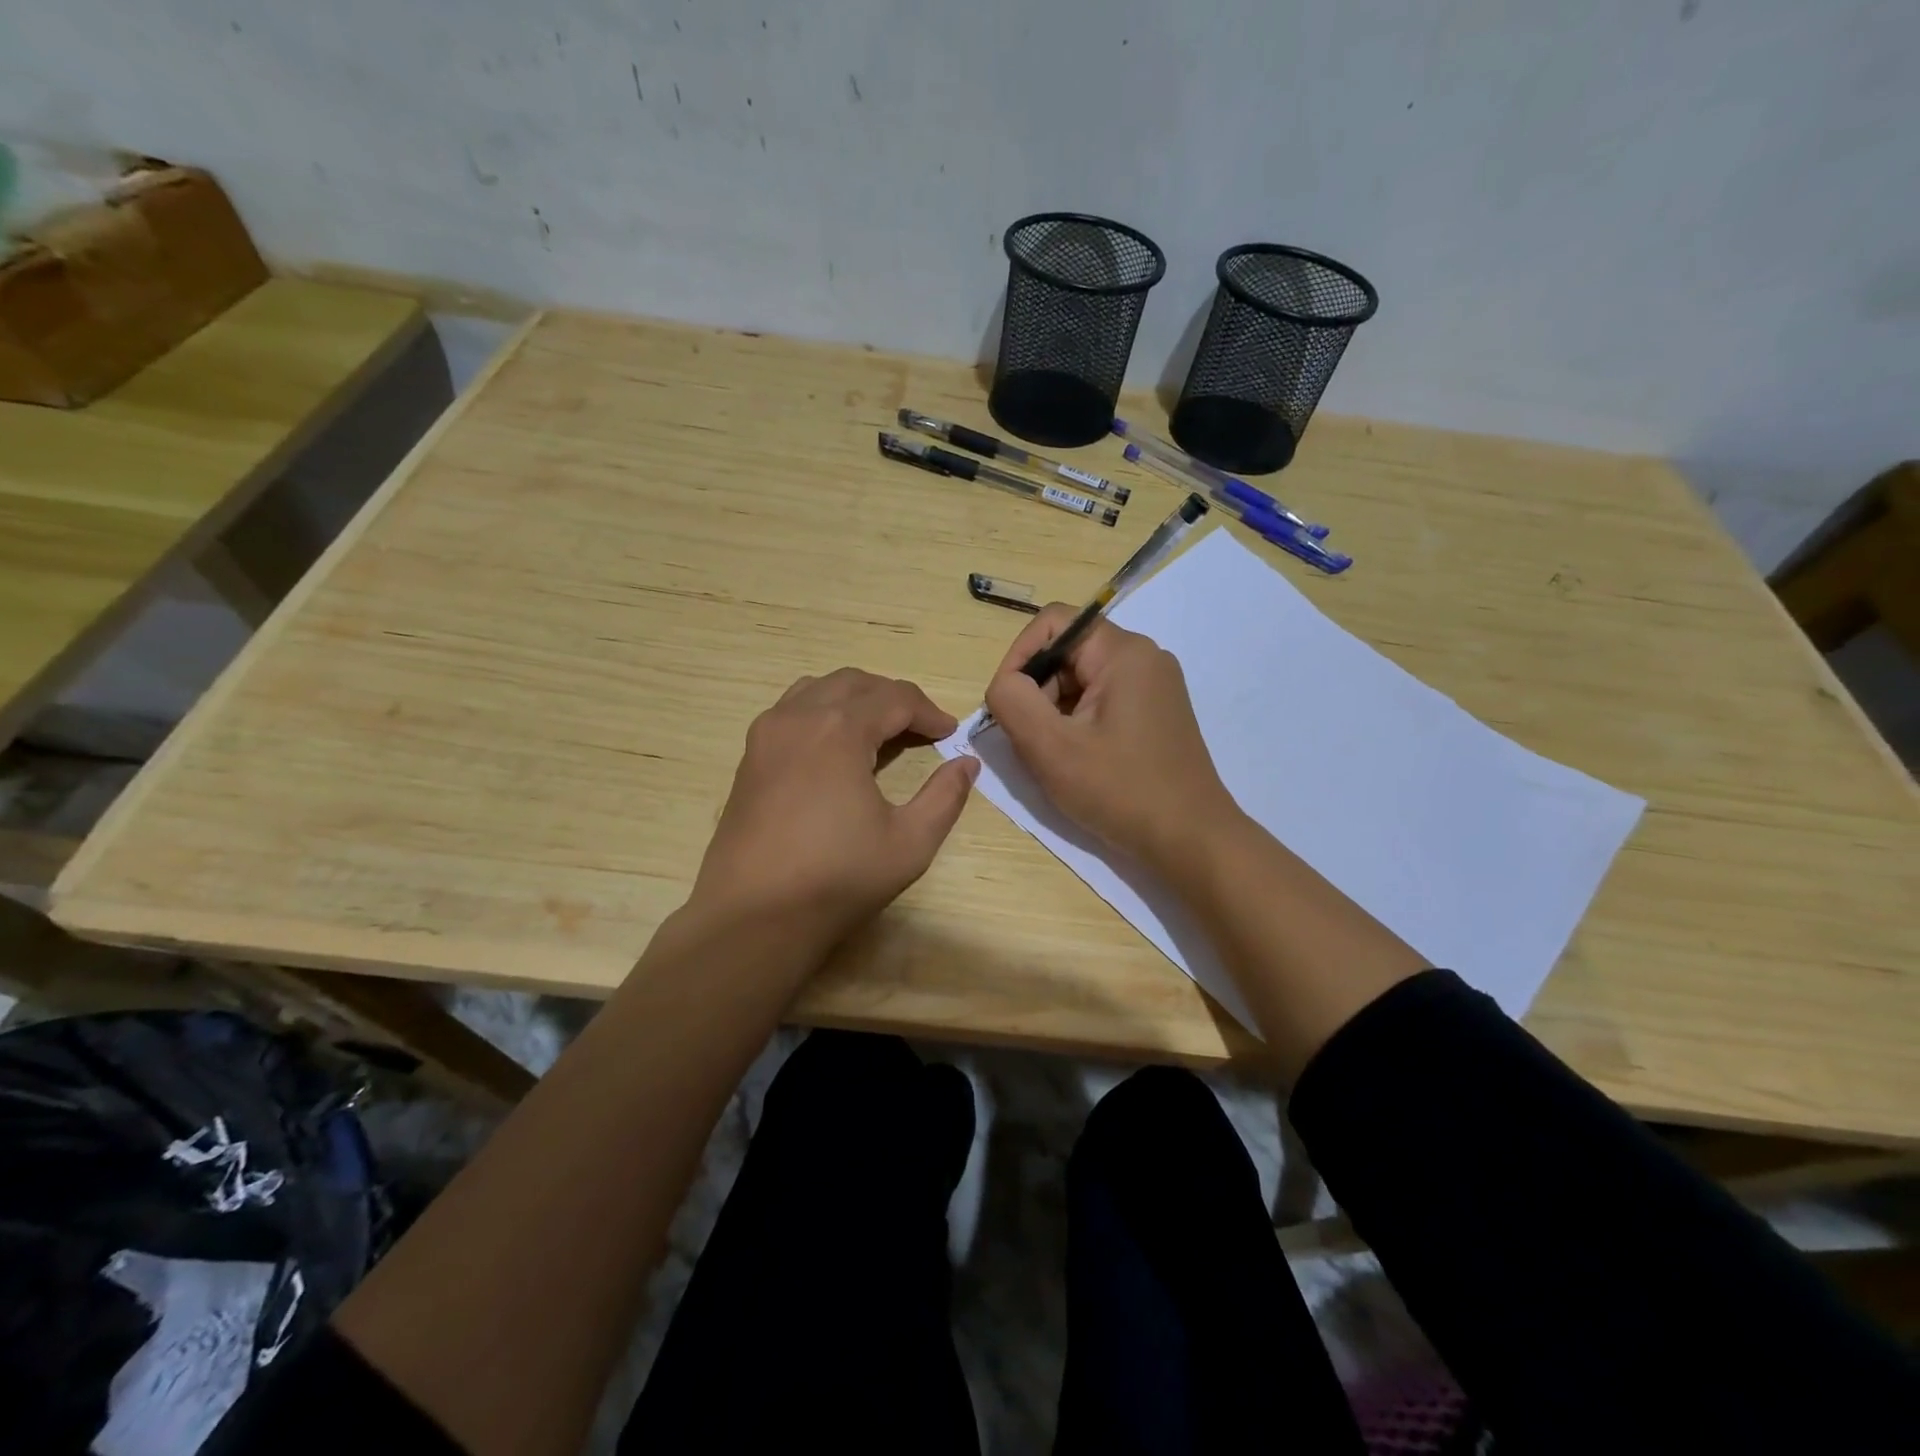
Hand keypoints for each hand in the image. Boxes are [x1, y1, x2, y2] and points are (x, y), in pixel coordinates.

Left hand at [690, 668, 979, 951]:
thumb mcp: (910, 843)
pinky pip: (791, 710)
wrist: (753, 917)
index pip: (896, 699)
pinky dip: (821, 711)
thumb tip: (967, 763)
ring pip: (818, 688)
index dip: (930, 713)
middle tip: (920, 729)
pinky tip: (834, 748)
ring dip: (855, 698)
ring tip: (879, 730)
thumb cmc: (837, 879)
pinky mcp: (749, 756)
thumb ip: (945, 796)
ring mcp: (767, 734)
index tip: (951, 734)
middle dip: (894, 698)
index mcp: (839, 730)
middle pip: (856, 683)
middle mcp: (799, 717)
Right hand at [983, 607, 1239, 868]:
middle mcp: (1144, 658)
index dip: (1019, 655)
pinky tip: (1078, 760)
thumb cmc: (1120, 791)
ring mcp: (1154, 686)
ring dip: (1054, 711)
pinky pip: (1102, 700)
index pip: (1053, 622)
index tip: (1007, 703)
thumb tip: (1004, 684)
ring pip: (1082, 680)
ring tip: (1055, 756)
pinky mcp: (1156, 713)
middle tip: (1030, 739)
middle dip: (1037, 689)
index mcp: (1124, 652)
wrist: (1191, 840)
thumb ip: (1013, 702)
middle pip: (1067, 651)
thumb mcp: (1051, 748)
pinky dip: (1078, 723)